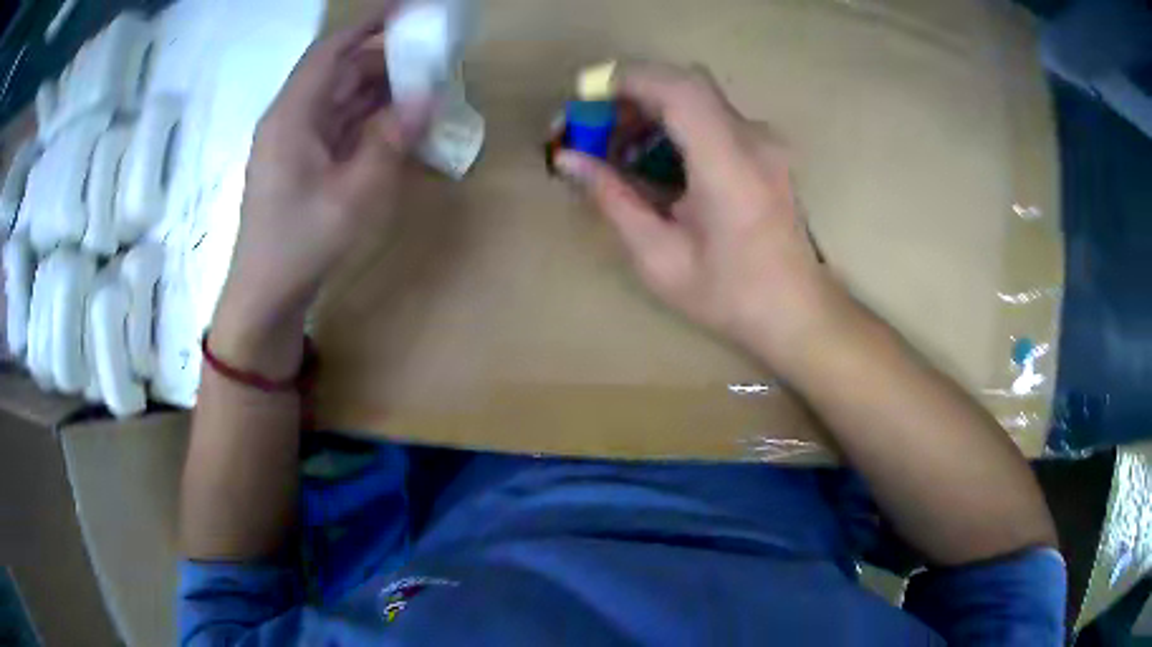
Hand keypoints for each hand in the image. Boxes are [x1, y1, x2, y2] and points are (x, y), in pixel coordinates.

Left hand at [211, 8, 429, 375]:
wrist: (266, 296)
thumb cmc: (302, 244)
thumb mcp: (354, 195)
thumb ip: (390, 141)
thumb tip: (427, 98)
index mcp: (292, 117)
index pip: (330, 51)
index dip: (368, 26)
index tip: (408, 11)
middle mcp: (292, 119)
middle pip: (339, 71)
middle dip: (384, 58)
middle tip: (432, 55)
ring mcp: (297, 141)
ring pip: (341, 98)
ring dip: (380, 89)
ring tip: (425, 83)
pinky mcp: (304, 161)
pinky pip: (340, 124)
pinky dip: (370, 117)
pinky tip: (399, 119)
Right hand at [557, 63, 839, 366]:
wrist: (797, 309)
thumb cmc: (731, 296)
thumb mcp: (660, 258)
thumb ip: (613, 200)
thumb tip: (568, 159)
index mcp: (729, 167)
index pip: (679, 90)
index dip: (628, 81)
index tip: (585, 99)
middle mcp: (752, 140)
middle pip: (686, 83)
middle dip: (631, 94)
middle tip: (594, 129)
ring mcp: (763, 141)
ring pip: (697, 96)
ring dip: (650, 109)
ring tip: (616, 149)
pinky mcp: (764, 148)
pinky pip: (710, 116)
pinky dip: (674, 123)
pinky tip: (653, 158)